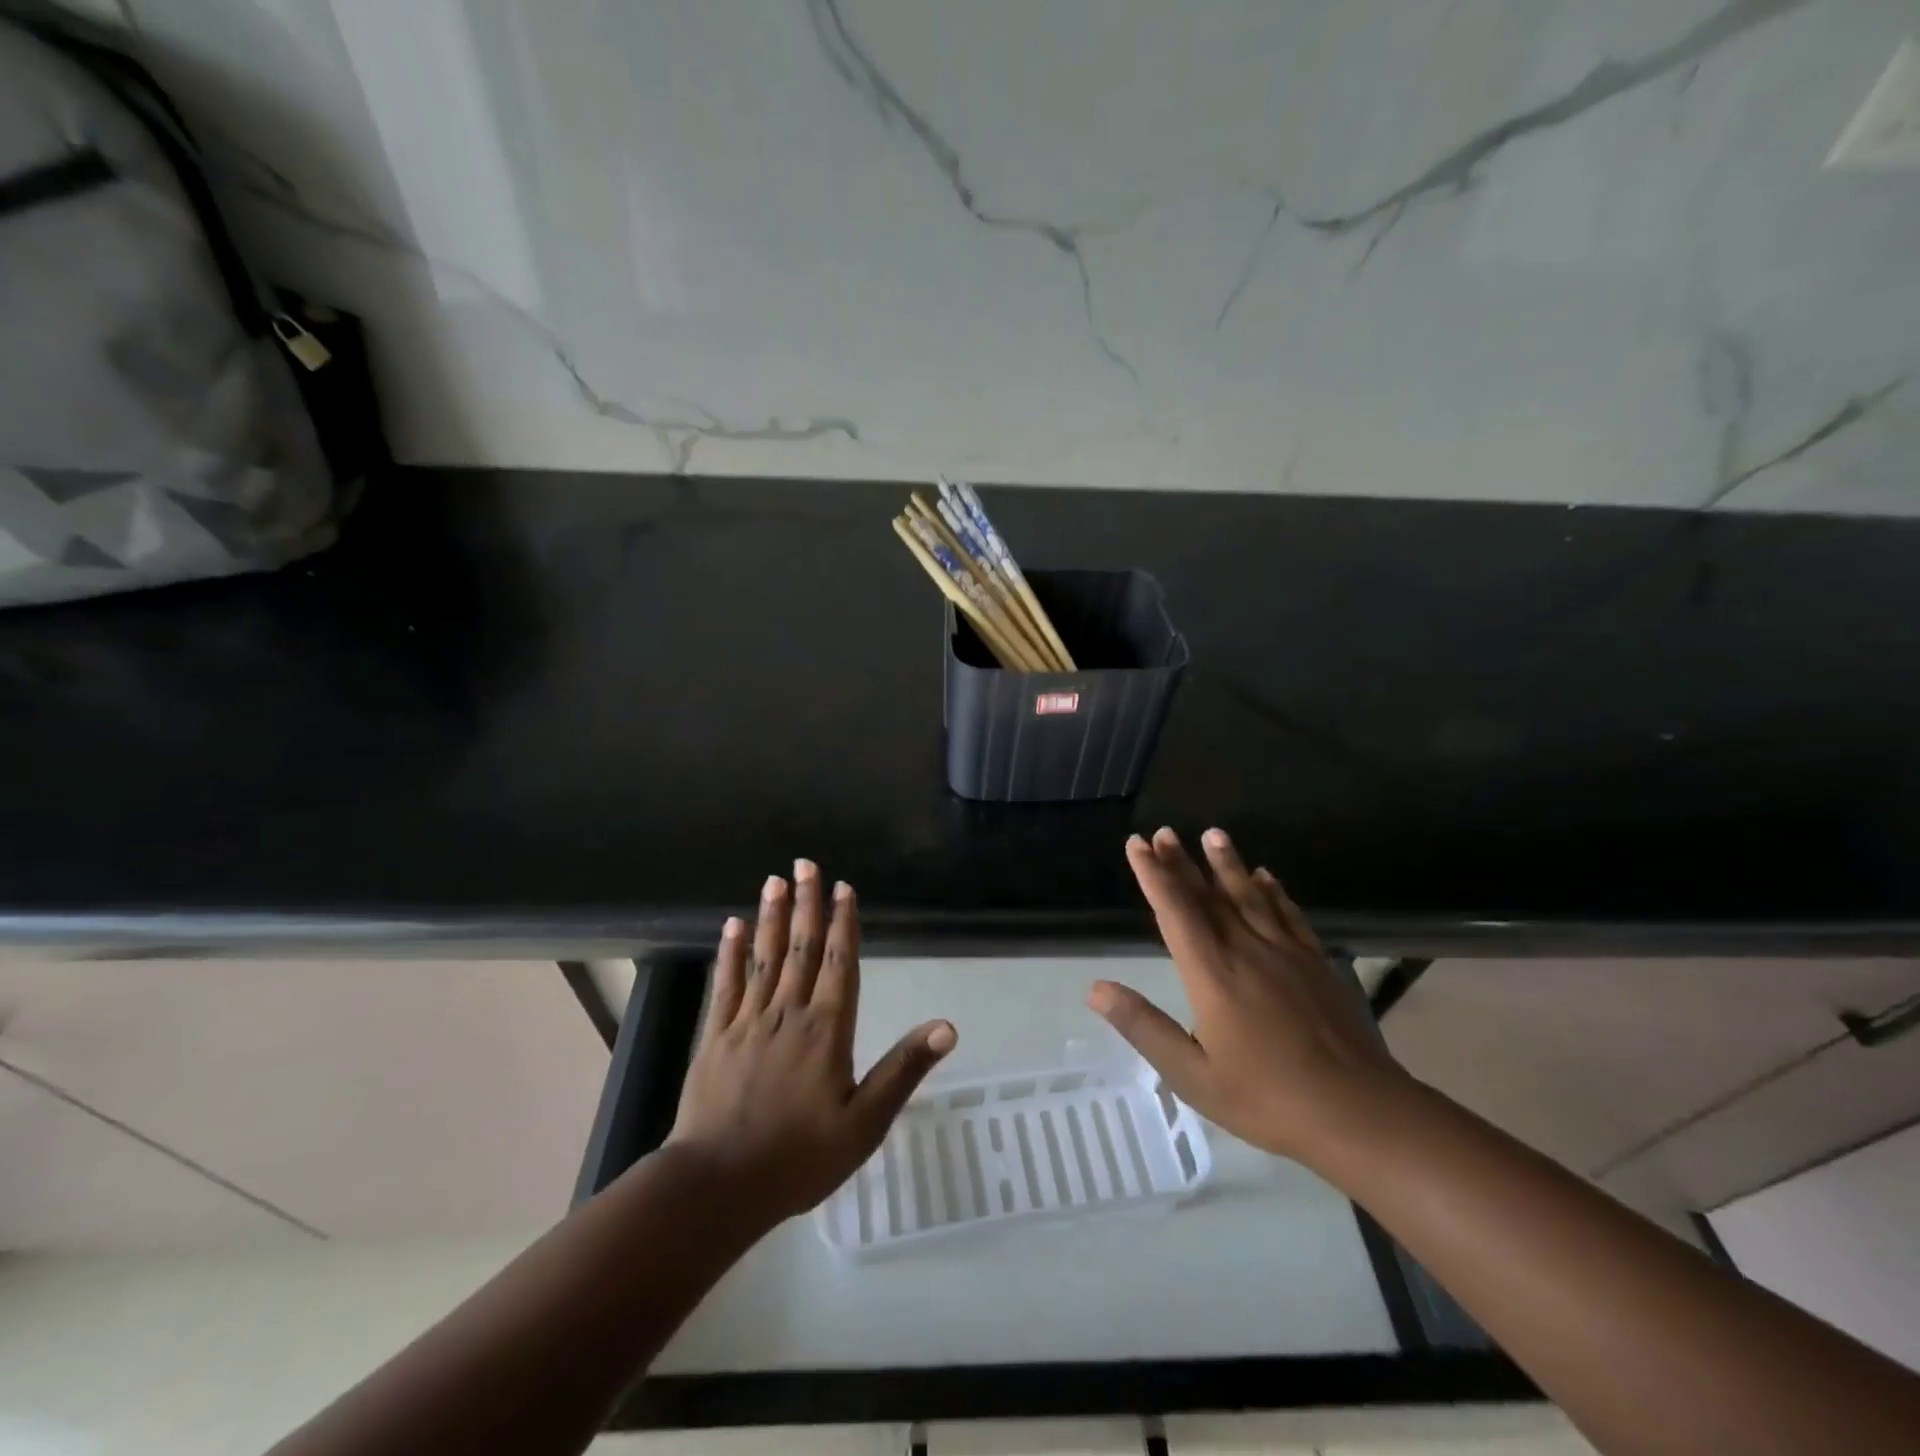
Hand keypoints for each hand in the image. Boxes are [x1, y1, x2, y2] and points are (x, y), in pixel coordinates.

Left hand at [668, 861, 955, 1226]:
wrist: (718, 1185)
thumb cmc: (799, 1157)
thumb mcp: (865, 1122)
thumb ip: (903, 1069)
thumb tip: (946, 1026)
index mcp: (827, 1029)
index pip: (840, 963)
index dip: (843, 923)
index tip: (842, 887)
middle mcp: (789, 1013)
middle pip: (801, 947)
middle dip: (806, 903)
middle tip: (805, 864)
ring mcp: (748, 1021)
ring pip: (764, 957)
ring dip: (770, 916)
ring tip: (774, 881)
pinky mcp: (717, 1037)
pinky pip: (726, 984)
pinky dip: (729, 953)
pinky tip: (731, 927)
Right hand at [1090, 828, 1410, 1164]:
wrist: (1359, 1112)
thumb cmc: (1267, 1099)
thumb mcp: (1192, 1074)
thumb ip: (1143, 1027)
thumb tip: (1096, 989)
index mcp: (1212, 974)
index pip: (1175, 911)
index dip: (1153, 875)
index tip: (1137, 844)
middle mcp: (1246, 950)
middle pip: (1208, 896)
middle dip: (1182, 862)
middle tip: (1164, 832)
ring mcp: (1286, 953)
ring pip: (1250, 896)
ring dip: (1227, 863)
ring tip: (1213, 834)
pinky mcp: (1317, 963)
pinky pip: (1289, 915)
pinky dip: (1274, 892)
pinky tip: (1267, 877)